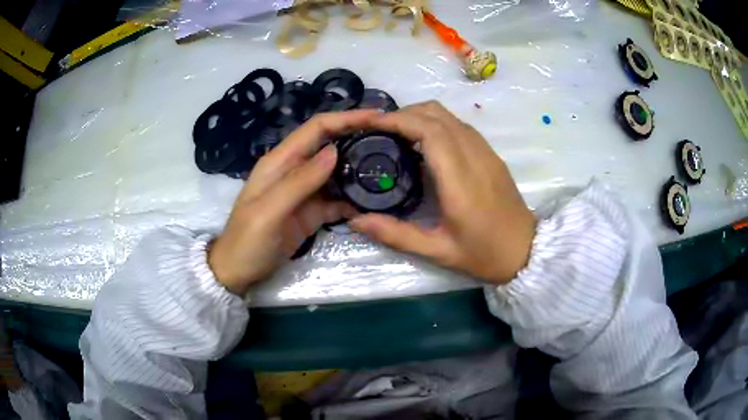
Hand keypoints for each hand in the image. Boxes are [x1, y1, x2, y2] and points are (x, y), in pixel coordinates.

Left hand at [208, 111, 376, 295]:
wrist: (238, 272)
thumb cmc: (247, 241)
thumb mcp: (268, 212)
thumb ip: (299, 181)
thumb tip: (334, 151)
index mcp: (281, 161)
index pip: (317, 128)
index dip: (346, 118)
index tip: (378, 117)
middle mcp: (295, 170)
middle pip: (331, 145)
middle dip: (359, 138)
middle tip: (393, 141)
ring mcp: (306, 192)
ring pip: (338, 171)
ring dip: (360, 169)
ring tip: (391, 168)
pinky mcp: (313, 212)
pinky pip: (338, 199)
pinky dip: (355, 199)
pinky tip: (374, 202)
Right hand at [350, 101, 535, 284]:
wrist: (526, 251)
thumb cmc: (484, 254)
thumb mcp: (438, 251)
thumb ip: (396, 234)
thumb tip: (356, 221)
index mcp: (460, 179)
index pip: (429, 130)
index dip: (398, 120)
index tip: (372, 123)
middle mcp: (474, 156)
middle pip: (437, 114)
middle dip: (404, 114)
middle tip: (379, 130)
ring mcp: (486, 152)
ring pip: (449, 115)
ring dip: (420, 116)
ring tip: (397, 134)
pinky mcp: (491, 154)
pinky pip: (460, 126)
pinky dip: (436, 123)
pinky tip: (424, 144)